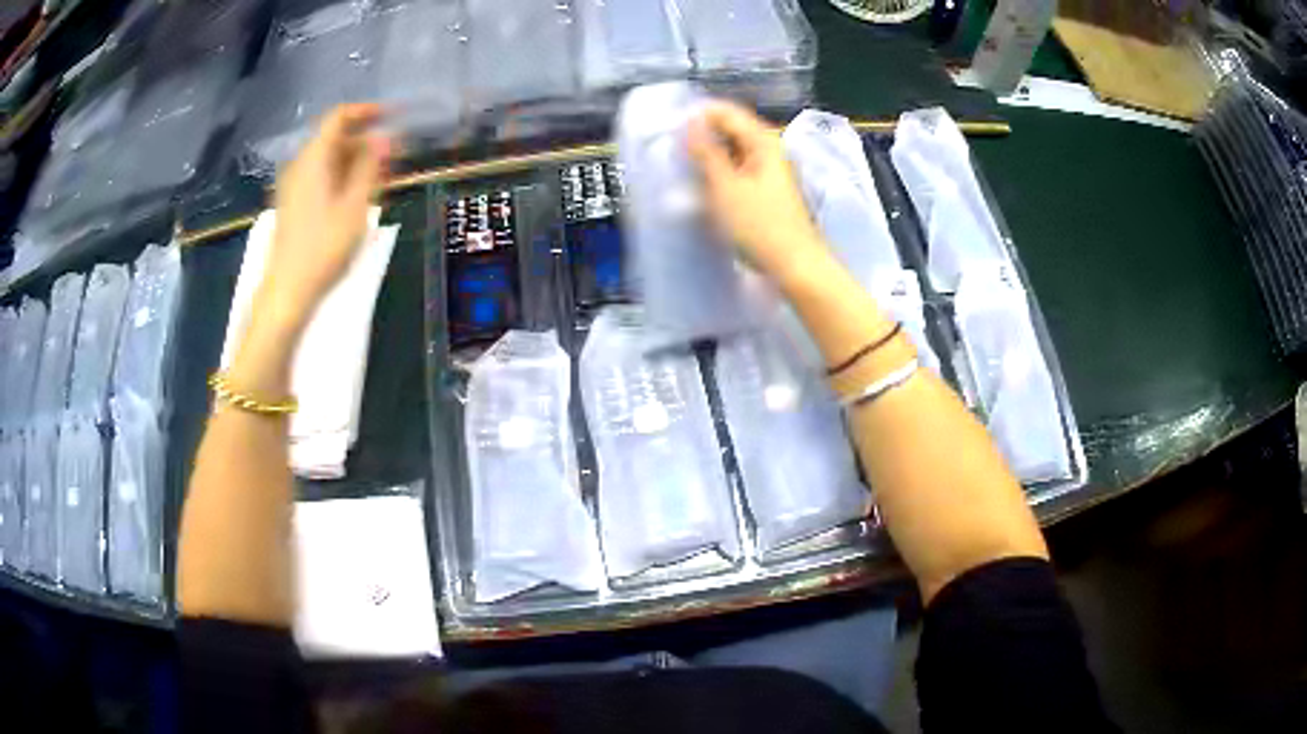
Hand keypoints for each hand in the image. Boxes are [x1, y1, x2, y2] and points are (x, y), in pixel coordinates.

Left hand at [259, 104, 391, 329]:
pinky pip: (320, 177)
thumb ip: (370, 166)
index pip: (339, 117)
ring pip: (328, 159)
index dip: (366, 111)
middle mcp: (300, 165)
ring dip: (355, 161)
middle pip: (334, 138)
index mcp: (313, 159)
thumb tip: (383, 137)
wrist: (287, 291)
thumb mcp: (355, 205)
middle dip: (365, 140)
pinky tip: (357, 196)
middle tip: (393, 155)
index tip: (393, 116)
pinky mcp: (293, 204)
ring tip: (381, 178)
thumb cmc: (323, 247)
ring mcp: (293, 186)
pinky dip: (341, 177)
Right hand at [687, 101, 831, 288]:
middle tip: (670, 151)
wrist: (794, 265)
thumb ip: (705, 152)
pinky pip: (735, 170)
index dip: (696, 116)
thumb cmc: (760, 226)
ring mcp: (767, 170)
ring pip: (730, 152)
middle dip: (700, 137)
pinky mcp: (763, 190)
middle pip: (728, 131)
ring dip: (706, 158)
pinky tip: (700, 188)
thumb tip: (689, 121)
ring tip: (680, 170)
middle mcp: (768, 150)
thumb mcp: (725, 186)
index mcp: (762, 141)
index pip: (725, 112)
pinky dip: (717, 174)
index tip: (668, 129)